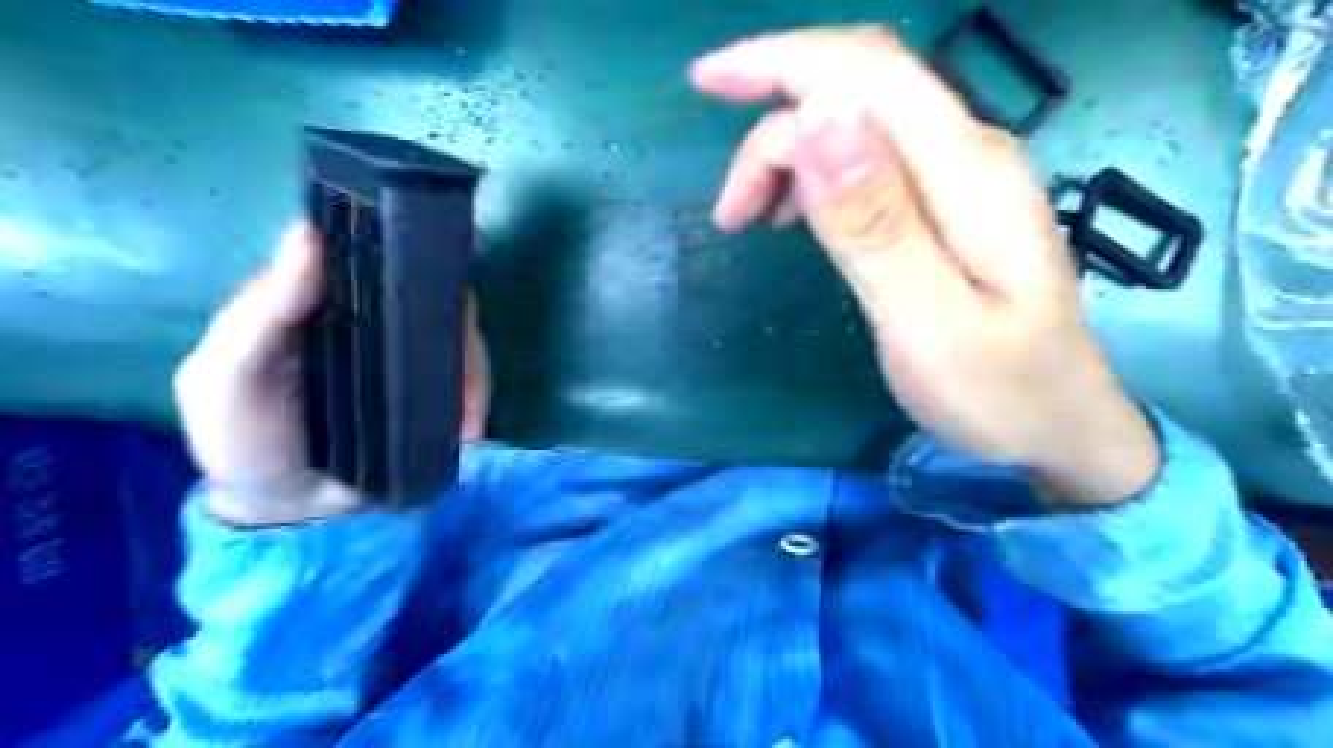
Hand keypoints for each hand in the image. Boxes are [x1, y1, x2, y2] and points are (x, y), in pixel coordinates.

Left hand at [173, 225, 490, 522]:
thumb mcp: (226, 376)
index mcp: (325, 302)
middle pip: (431, 288)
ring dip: (469, 356)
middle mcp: (377, 321)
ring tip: (459, 397)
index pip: (371, 252)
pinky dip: (478, 397)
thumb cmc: (246, 439)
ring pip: (461, 335)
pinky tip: (469, 428)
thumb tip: (308, 236)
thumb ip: (260, 315)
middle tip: (459, 316)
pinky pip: (474, 383)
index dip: (405, 231)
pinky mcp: (440, 397)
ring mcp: (414, 360)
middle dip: (453, 297)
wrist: (291, 516)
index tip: (440, 225)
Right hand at [692, 30, 1164, 506]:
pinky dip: (814, 176)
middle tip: (729, 216)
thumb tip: (818, 118)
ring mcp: (960, 175)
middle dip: (771, 132)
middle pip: (854, 92)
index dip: (778, 61)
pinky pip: (867, 159)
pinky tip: (796, 219)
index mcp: (965, 171)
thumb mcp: (927, 322)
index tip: (704, 83)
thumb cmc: (996, 391)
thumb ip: (875, 224)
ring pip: (855, 124)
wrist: (1058, 423)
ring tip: (752, 222)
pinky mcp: (946, 203)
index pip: (865, 72)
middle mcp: (967, 152)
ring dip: (788, 156)